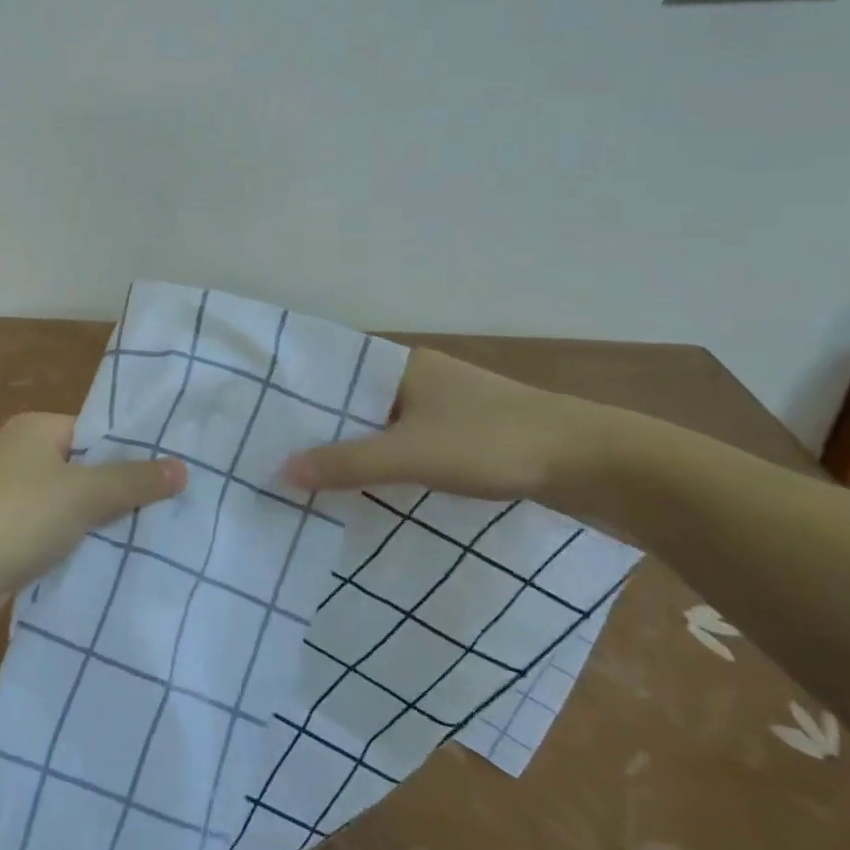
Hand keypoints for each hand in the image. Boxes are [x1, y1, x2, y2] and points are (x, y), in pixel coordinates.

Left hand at [0, 413, 186, 608]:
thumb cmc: (20, 516)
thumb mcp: (85, 494)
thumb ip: (134, 481)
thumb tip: (183, 468)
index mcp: (34, 429)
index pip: (93, 432)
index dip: (128, 453)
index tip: (165, 476)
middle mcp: (19, 453)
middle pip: (83, 467)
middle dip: (116, 490)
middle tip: (163, 508)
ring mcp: (8, 494)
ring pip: (68, 502)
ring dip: (96, 520)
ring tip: (144, 536)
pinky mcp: (4, 531)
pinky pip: (52, 528)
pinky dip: (73, 541)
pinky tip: (104, 558)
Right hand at [284, 348, 591, 500]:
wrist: (590, 462)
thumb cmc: (491, 443)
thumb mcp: (410, 455)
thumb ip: (347, 464)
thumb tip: (281, 471)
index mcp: (400, 365)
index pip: (332, 371)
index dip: (297, 393)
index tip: (259, 417)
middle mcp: (416, 377)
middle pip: (352, 400)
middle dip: (319, 426)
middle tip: (272, 452)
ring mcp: (441, 405)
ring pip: (379, 424)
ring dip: (350, 446)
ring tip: (304, 472)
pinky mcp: (462, 434)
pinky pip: (405, 442)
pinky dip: (382, 460)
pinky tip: (362, 484)